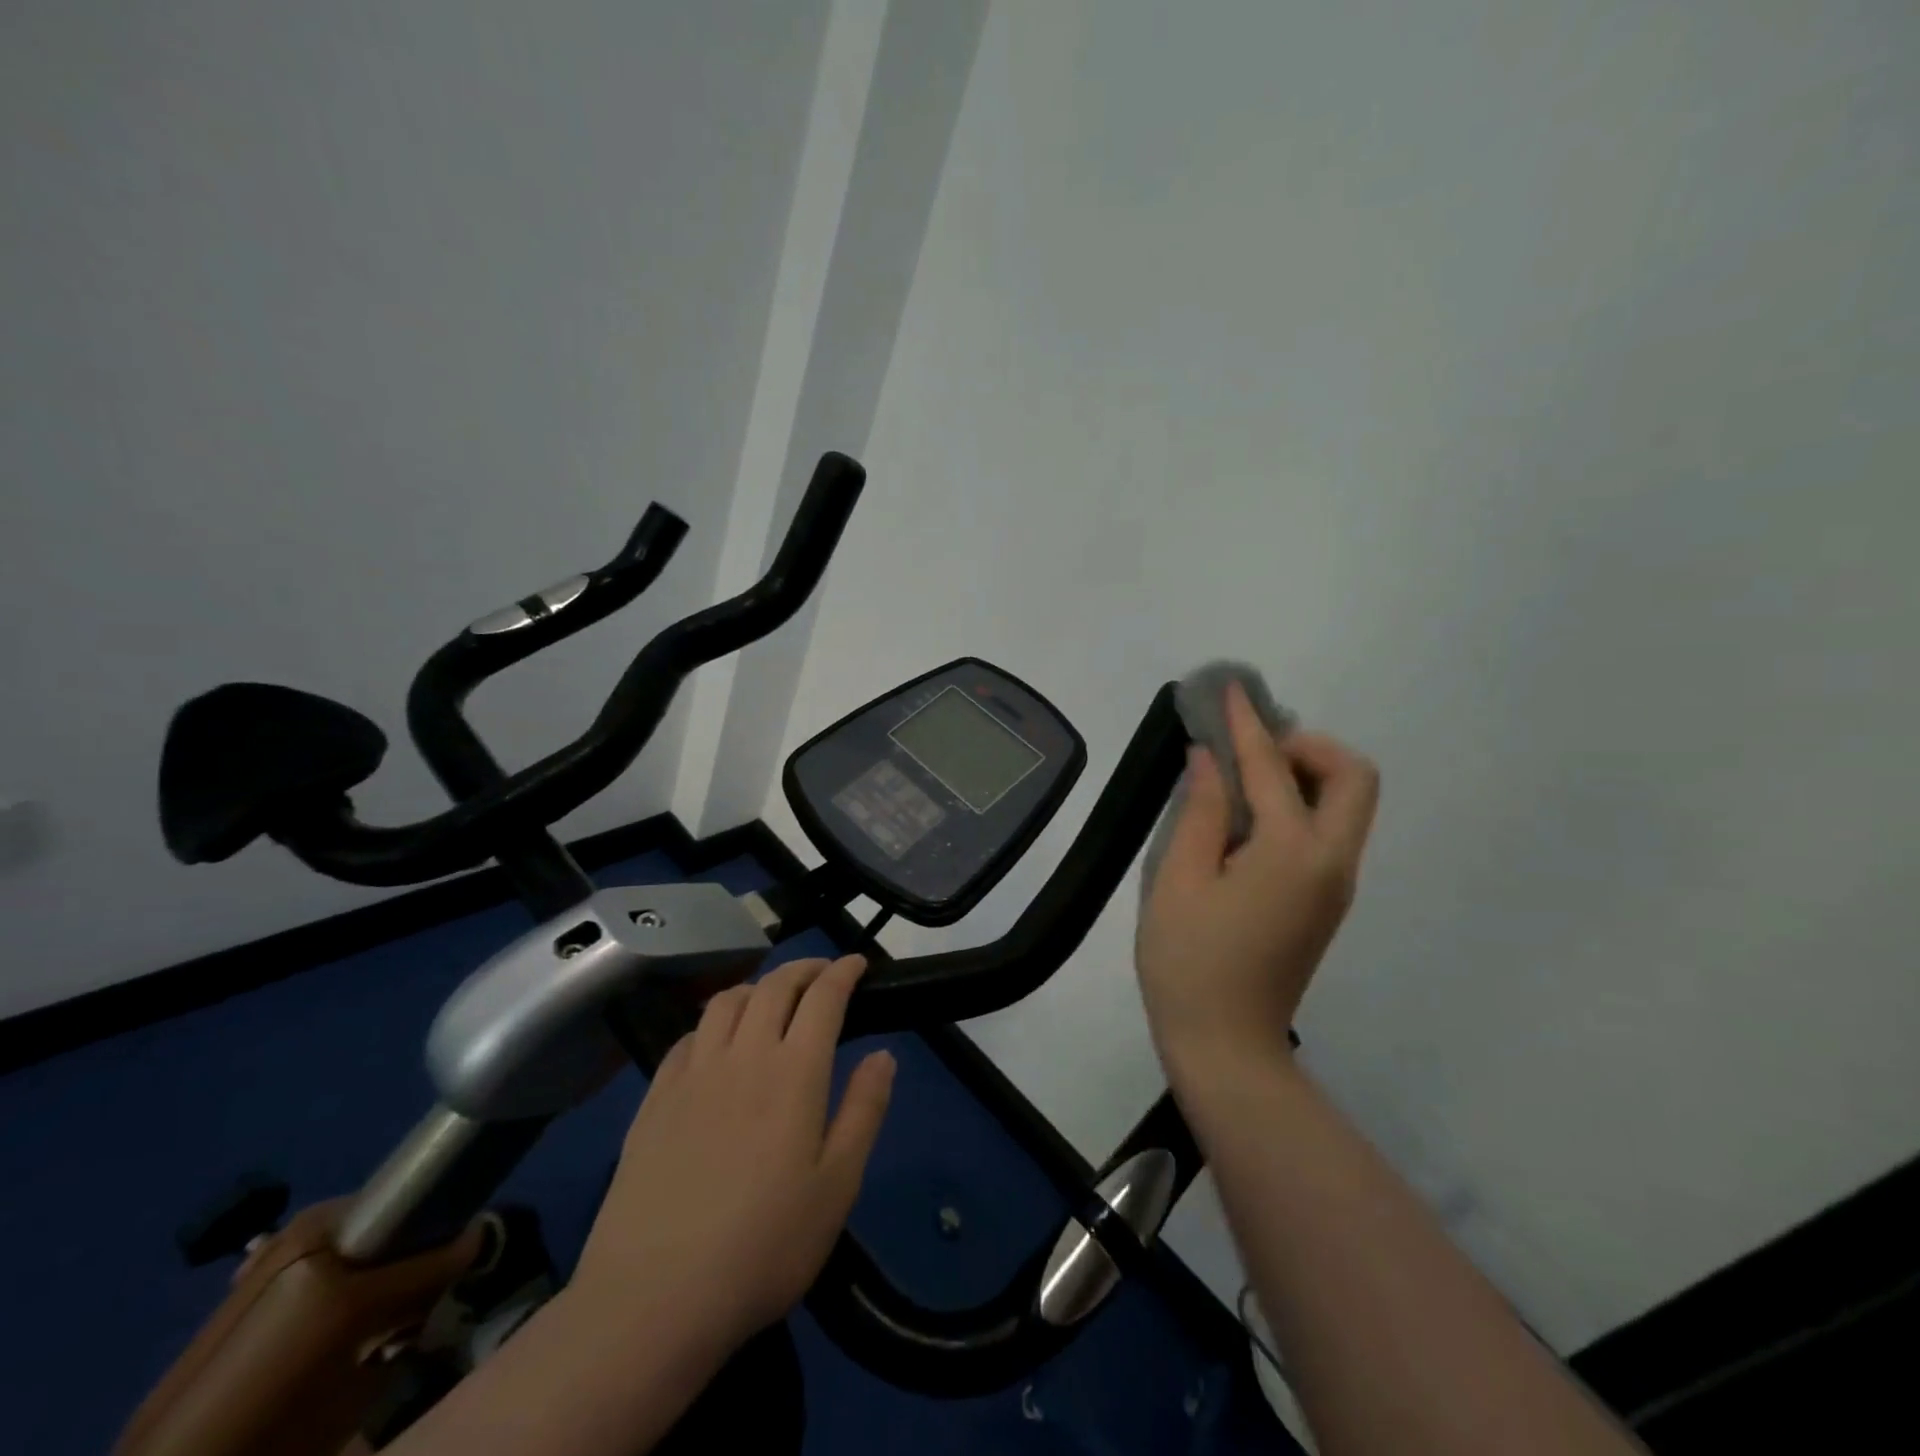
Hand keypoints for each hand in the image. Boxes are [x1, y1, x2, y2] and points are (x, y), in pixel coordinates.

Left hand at [572, 954, 894, 1353]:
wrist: (654, 1298)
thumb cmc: (763, 1246)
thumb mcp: (837, 1186)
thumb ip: (864, 1111)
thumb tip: (883, 1055)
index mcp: (794, 1071)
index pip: (823, 998)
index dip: (843, 972)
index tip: (857, 963)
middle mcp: (744, 1055)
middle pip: (774, 986)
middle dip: (804, 969)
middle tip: (822, 972)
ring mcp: (693, 1073)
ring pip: (727, 1001)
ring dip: (758, 986)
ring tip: (772, 997)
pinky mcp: (655, 1097)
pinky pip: (688, 1035)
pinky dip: (713, 1021)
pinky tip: (716, 1041)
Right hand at [1135, 682, 1378, 1077]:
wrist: (1226, 1045)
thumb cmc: (1189, 962)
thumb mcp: (1178, 880)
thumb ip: (1200, 812)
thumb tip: (1209, 759)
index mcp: (1291, 853)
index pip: (1272, 769)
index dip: (1247, 725)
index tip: (1230, 690)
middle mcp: (1331, 862)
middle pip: (1353, 777)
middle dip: (1308, 747)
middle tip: (1251, 750)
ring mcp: (1336, 884)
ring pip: (1348, 804)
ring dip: (1307, 773)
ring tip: (1244, 777)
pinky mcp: (1327, 900)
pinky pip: (1329, 830)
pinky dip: (1302, 804)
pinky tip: (1251, 816)